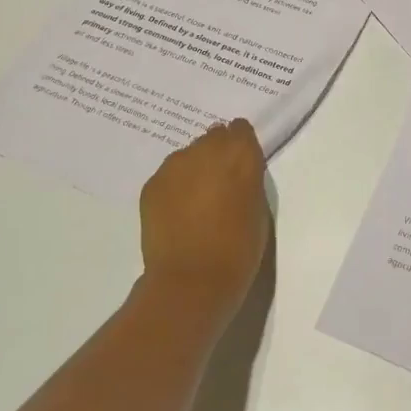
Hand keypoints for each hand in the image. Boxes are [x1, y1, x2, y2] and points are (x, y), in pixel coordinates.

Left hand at [139, 120, 270, 325]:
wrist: (192, 281)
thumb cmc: (239, 249)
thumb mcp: (258, 207)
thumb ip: (248, 179)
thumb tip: (233, 172)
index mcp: (240, 153)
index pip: (240, 129)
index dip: (240, 146)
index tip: (241, 166)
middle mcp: (206, 149)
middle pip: (213, 137)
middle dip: (217, 155)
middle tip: (219, 186)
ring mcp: (175, 165)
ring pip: (188, 155)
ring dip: (194, 169)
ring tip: (195, 202)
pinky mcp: (152, 184)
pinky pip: (169, 175)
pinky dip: (174, 187)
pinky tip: (177, 214)